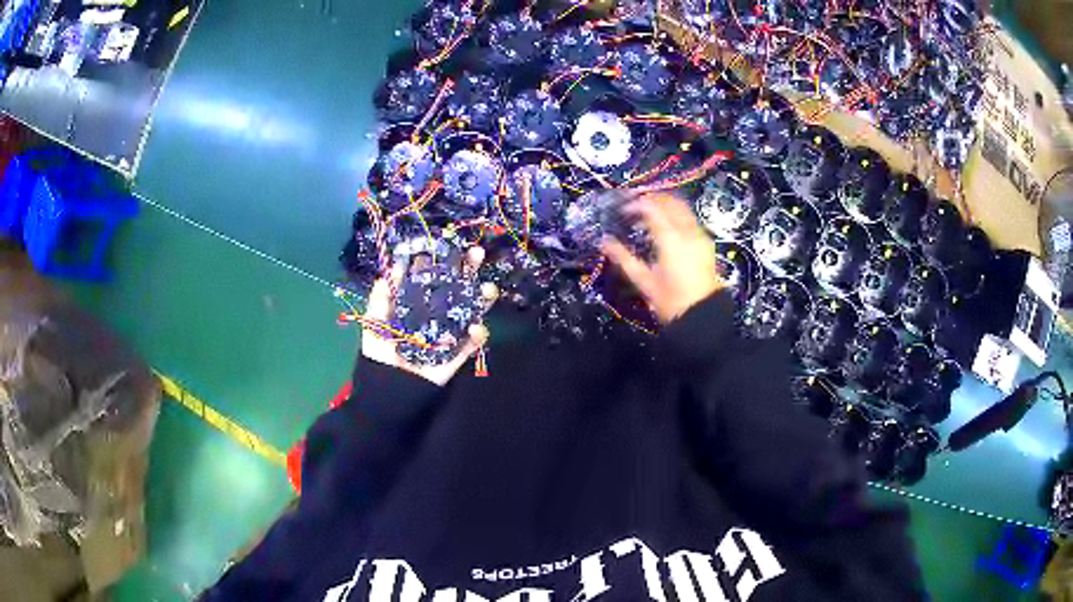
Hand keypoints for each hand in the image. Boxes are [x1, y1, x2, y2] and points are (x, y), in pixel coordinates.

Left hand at [361, 247, 497, 385]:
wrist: (385, 393)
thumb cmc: (378, 355)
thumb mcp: (373, 321)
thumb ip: (381, 297)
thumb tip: (393, 266)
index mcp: (415, 304)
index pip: (432, 278)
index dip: (442, 261)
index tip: (450, 244)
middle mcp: (435, 315)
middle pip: (456, 289)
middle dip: (468, 271)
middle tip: (477, 254)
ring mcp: (448, 335)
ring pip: (470, 312)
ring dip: (482, 299)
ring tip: (489, 289)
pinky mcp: (456, 356)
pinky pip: (471, 344)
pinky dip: (477, 336)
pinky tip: (477, 328)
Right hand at [602, 193, 724, 323]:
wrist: (702, 316)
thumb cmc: (670, 301)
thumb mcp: (644, 281)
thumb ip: (623, 258)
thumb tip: (604, 242)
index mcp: (671, 239)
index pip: (652, 208)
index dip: (636, 203)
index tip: (623, 208)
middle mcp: (687, 231)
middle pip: (670, 202)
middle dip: (652, 198)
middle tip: (635, 204)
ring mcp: (699, 235)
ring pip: (683, 207)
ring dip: (666, 205)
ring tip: (650, 212)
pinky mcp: (706, 242)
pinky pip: (690, 218)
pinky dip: (676, 215)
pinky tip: (667, 225)